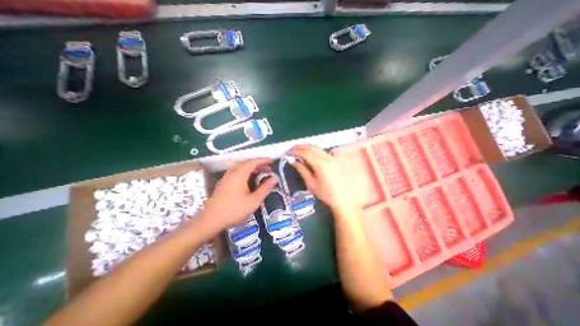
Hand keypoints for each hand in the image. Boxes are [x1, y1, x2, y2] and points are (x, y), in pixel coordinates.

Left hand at [202, 158, 276, 229]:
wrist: (211, 220)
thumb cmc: (234, 210)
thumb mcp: (254, 200)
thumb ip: (265, 188)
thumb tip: (274, 178)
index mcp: (239, 174)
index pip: (253, 162)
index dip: (263, 160)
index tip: (272, 161)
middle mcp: (232, 172)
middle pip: (246, 163)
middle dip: (258, 164)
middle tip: (268, 168)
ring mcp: (226, 177)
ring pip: (240, 167)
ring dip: (251, 167)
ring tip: (260, 172)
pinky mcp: (223, 183)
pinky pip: (236, 172)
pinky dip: (245, 172)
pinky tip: (249, 179)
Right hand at [288, 144, 355, 210]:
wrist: (343, 198)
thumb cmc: (326, 193)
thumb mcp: (311, 183)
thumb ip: (302, 170)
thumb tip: (293, 161)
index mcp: (320, 163)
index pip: (305, 152)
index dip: (295, 151)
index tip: (287, 153)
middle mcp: (326, 157)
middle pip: (311, 147)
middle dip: (299, 147)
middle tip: (290, 151)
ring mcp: (331, 157)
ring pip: (316, 147)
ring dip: (305, 147)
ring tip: (297, 151)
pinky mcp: (333, 159)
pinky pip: (321, 150)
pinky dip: (312, 150)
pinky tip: (307, 154)